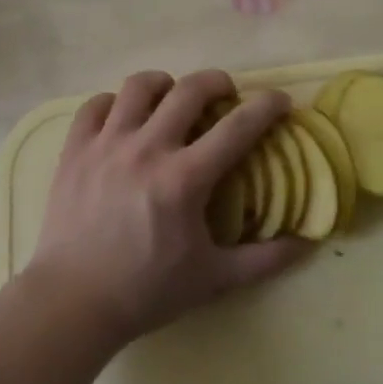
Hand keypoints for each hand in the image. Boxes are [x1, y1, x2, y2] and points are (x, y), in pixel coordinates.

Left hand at [19, 69, 308, 345]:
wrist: (73, 302)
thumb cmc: (147, 290)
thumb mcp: (214, 279)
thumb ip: (264, 260)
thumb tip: (309, 244)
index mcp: (185, 179)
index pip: (237, 127)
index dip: (266, 107)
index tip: (279, 100)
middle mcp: (147, 149)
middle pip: (189, 89)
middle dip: (216, 81)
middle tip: (224, 93)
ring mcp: (106, 145)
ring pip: (138, 86)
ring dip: (164, 84)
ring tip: (170, 97)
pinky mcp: (75, 150)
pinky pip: (95, 105)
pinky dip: (114, 103)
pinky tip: (123, 117)